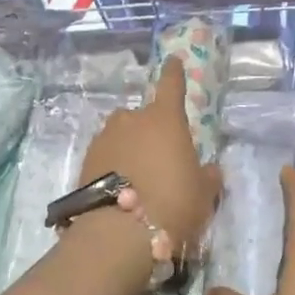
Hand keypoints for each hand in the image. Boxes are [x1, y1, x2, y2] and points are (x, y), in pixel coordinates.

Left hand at [77, 57, 221, 269]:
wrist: (118, 234)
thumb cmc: (172, 204)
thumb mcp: (203, 194)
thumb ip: (207, 176)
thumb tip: (209, 170)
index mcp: (165, 119)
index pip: (171, 85)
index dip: (174, 72)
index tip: (173, 60)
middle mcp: (132, 119)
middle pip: (144, 116)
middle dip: (152, 130)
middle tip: (162, 157)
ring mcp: (105, 138)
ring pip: (122, 135)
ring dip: (131, 147)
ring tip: (139, 177)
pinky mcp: (85, 160)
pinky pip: (107, 155)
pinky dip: (114, 165)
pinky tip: (121, 188)